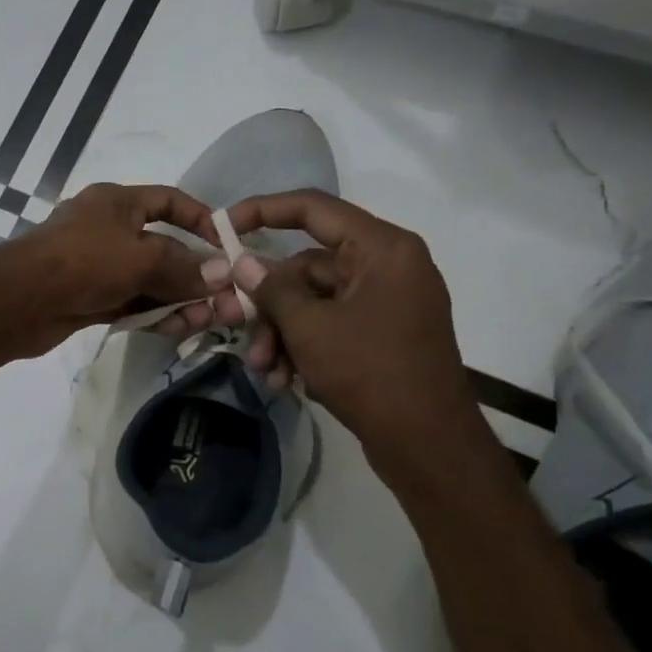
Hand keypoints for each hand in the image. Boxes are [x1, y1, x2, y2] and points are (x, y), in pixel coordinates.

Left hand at [0, 182, 215, 354]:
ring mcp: (96, 266)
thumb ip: (184, 268)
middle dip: (194, 275)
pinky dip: (152, 313)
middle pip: (162, 248)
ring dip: (177, 300)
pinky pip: (130, 302)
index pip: (169, 201)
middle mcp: (108, 229)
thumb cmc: (84, 262)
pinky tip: (176, 329)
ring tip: (205, 322)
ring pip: (148, 281)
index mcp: (117, 202)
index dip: (201, 219)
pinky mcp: (88, 298)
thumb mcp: (142, 259)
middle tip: (224, 303)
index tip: (227, 246)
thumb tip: (222, 274)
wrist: (20, 300)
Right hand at [222, 190, 482, 464]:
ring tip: (264, 370)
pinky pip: (329, 325)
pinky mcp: (381, 334)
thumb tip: (243, 262)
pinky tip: (283, 379)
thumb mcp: (309, 327)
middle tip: (237, 329)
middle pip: (306, 267)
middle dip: (269, 304)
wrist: (428, 443)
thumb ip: (272, 288)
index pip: (313, 209)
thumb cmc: (370, 372)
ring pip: (312, 301)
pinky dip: (302, 347)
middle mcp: (387, 266)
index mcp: (381, 249)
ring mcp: (385, 302)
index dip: (263, 210)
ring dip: (280, 333)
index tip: (223, 225)